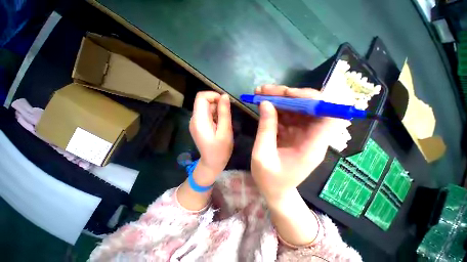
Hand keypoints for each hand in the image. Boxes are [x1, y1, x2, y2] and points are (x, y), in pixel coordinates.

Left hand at [189, 91, 232, 184]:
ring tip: (223, 124)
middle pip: (204, 102)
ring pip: (206, 108)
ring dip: (217, 111)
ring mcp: (195, 122)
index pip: (201, 97)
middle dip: (217, 105)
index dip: (214, 95)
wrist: (212, 164)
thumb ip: (224, 113)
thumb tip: (225, 96)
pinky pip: (206, 114)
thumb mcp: (225, 131)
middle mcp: (194, 119)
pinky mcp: (198, 126)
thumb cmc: (220, 150)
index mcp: (199, 120)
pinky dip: (214, 116)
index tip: (225, 103)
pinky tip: (219, 126)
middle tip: (226, 117)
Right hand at [251, 84, 339, 201]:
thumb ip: (265, 129)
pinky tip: (263, 104)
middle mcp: (313, 137)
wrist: (274, 192)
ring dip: (279, 99)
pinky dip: (276, 108)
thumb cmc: (269, 179)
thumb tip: (266, 103)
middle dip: (287, 95)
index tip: (288, 94)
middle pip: (310, 107)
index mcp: (312, 147)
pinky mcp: (294, 133)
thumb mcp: (262, 155)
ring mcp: (303, 134)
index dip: (313, 100)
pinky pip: (288, 115)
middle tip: (265, 90)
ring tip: (260, 94)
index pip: (328, 115)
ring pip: (297, 108)